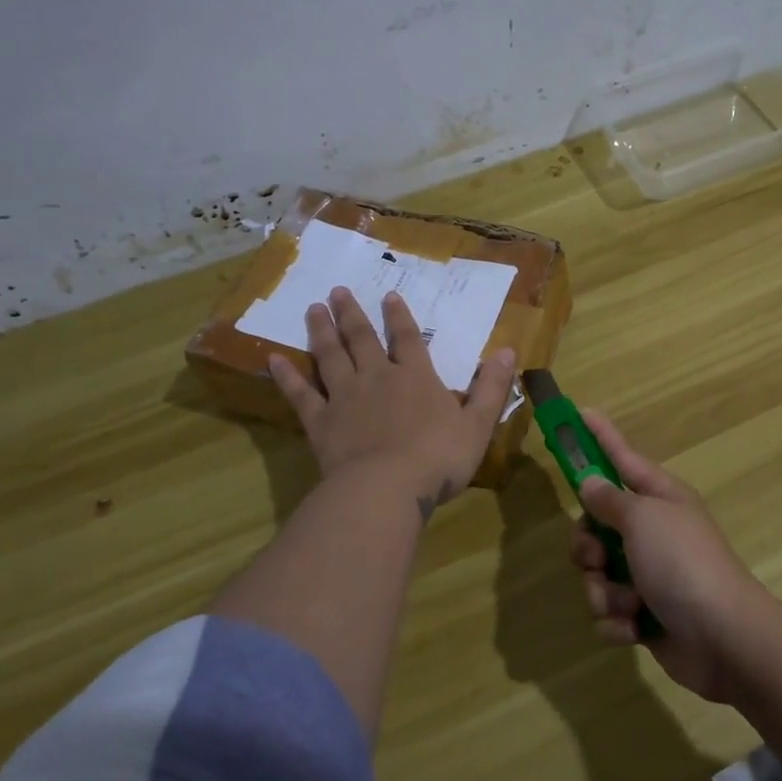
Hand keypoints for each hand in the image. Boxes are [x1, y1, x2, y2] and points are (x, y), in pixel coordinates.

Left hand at [269, 287, 515, 515]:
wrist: (387, 489)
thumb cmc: (439, 458)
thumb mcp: (478, 423)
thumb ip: (491, 387)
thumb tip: (508, 350)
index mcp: (415, 377)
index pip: (407, 338)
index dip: (398, 316)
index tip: (389, 295)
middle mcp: (377, 378)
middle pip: (362, 339)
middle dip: (352, 314)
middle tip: (337, 291)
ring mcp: (344, 398)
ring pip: (330, 356)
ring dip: (321, 331)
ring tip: (313, 309)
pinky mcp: (320, 422)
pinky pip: (300, 394)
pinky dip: (287, 376)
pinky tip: (272, 358)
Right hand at [569, 410, 772, 702]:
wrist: (724, 638)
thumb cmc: (683, 563)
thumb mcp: (643, 519)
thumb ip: (610, 500)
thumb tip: (590, 482)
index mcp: (659, 498)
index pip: (622, 457)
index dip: (601, 436)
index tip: (580, 413)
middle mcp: (653, 532)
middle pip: (596, 526)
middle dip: (587, 547)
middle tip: (597, 558)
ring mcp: (648, 575)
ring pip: (597, 574)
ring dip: (604, 591)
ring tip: (628, 602)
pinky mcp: (645, 615)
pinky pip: (609, 612)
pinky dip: (617, 622)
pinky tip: (635, 628)